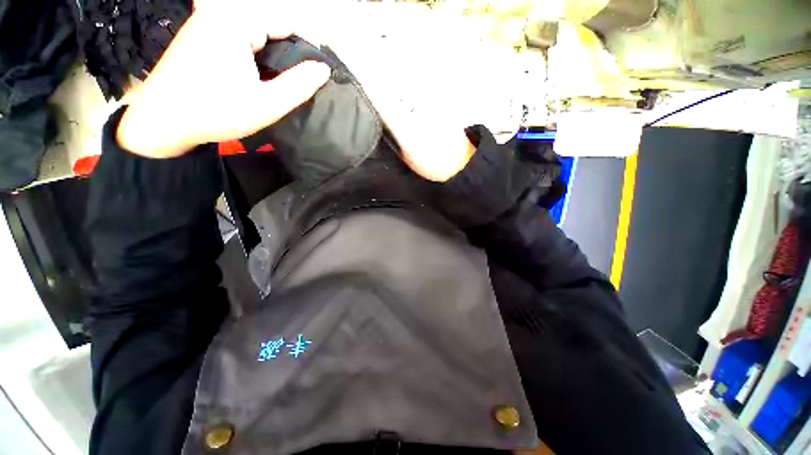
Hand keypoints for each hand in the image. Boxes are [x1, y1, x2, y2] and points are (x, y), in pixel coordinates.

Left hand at [117, 0, 330, 157]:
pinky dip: (253, 54)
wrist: (161, 122)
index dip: (307, 45)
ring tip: (280, 82)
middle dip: (289, 51)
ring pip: (253, 32)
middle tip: (298, 82)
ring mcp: (205, 23)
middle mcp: (219, 15)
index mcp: (235, 23)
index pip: (285, 21)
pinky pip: (237, 37)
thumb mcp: (266, 104)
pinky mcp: (198, 36)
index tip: (316, 72)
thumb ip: (299, 85)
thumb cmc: (216, 112)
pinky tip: (256, 76)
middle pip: (268, 25)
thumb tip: (323, 69)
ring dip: (271, 54)